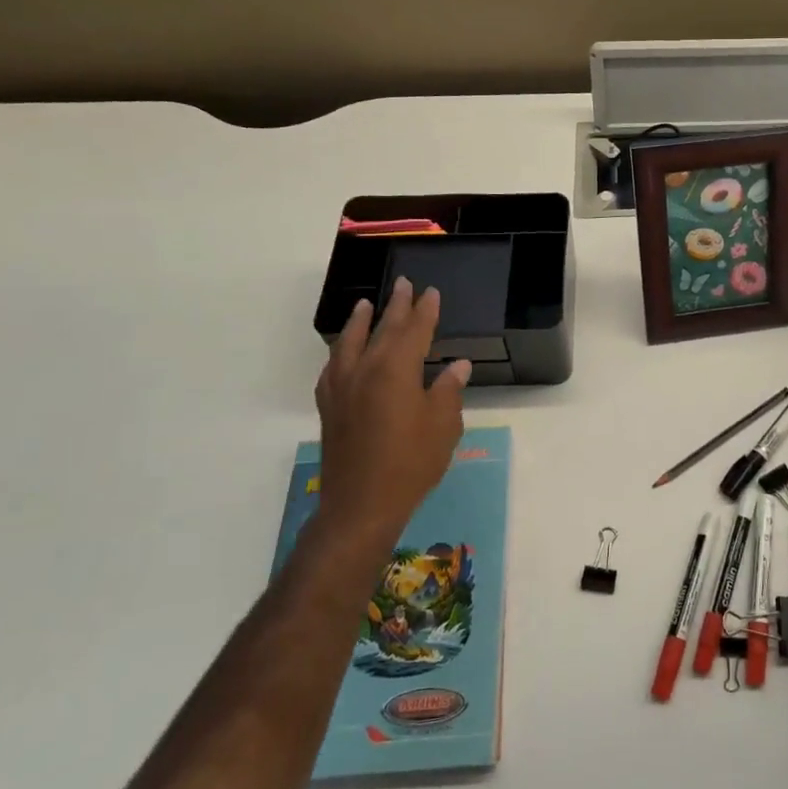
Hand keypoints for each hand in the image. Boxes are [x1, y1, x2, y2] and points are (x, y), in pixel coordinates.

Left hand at [314, 277, 470, 547]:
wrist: (361, 505)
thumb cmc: (412, 463)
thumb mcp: (443, 425)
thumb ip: (448, 390)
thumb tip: (458, 366)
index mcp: (396, 370)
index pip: (414, 330)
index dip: (425, 310)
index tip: (431, 292)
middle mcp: (365, 370)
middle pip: (382, 329)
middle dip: (395, 306)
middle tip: (403, 284)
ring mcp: (342, 388)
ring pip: (350, 343)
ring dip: (360, 321)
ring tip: (365, 304)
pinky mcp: (329, 407)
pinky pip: (333, 367)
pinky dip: (341, 351)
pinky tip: (344, 352)